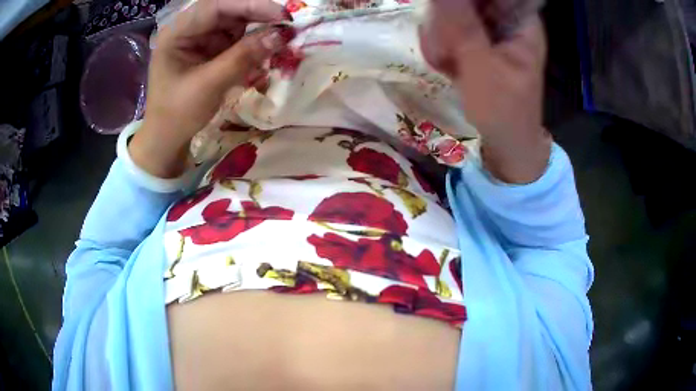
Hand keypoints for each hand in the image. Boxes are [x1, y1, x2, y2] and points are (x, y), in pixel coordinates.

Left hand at [130, 0, 290, 177]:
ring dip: (257, 30)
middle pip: (228, 11)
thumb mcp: (209, 85)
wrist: (167, 139)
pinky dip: (251, 45)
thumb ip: (243, 57)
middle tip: (286, 27)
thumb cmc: (177, 114)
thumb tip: (281, 35)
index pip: (216, 6)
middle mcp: (189, 29)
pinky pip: (236, 39)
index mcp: (177, 33)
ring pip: (235, 24)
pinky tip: (263, 52)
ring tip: (277, 42)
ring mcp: (200, 39)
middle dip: (257, 17)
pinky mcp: (209, 50)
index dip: (250, 5)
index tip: (282, 15)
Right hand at [419, 1, 550, 183]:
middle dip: (447, 20)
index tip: (445, 14)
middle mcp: (507, 20)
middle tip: (443, 47)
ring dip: (441, 35)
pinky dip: (443, 45)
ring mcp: (492, 31)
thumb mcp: (483, 67)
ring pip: (454, 13)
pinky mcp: (478, 43)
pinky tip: (444, 65)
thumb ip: (463, 26)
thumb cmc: (504, 110)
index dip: (464, 2)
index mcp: (521, 21)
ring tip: (444, 62)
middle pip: (468, 2)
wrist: (506, 143)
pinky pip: (451, 30)